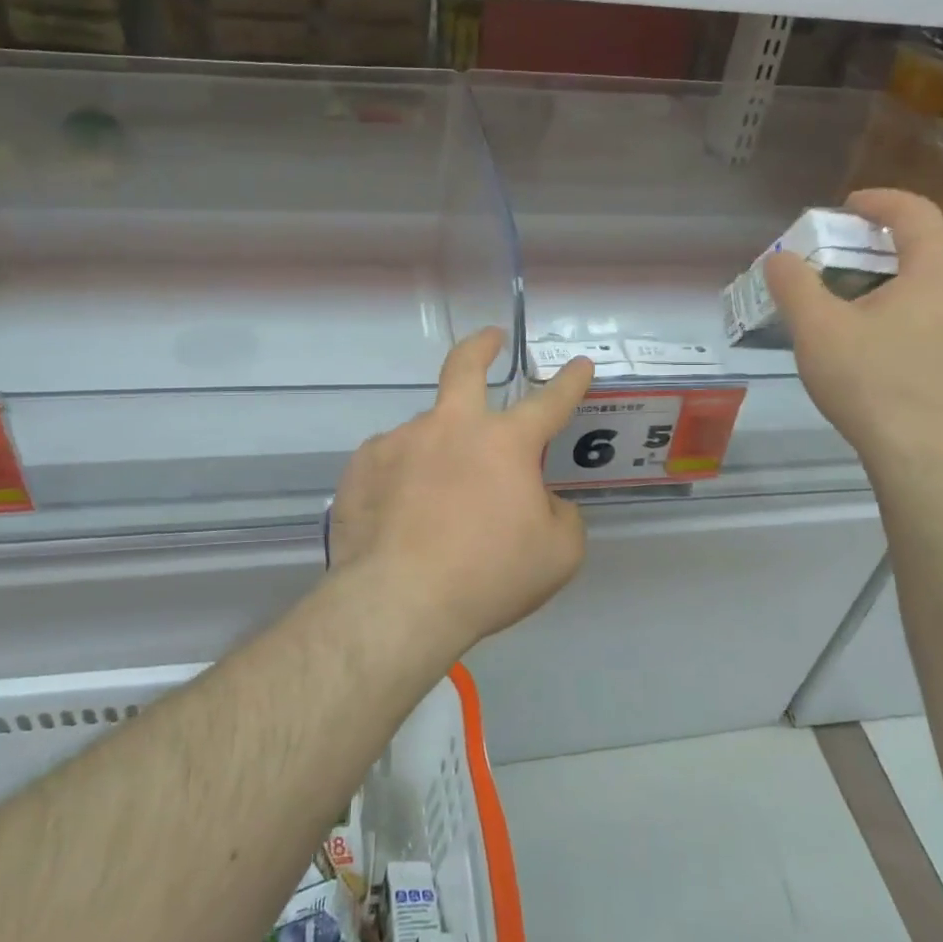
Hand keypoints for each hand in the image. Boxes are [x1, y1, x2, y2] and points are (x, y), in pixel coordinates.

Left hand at [329, 329, 595, 654]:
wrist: (399, 602)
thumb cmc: (488, 576)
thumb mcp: (557, 554)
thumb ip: (560, 516)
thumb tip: (541, 501)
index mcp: (505, 442)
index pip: (549, 401)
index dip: (569, 382)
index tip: (579, 365)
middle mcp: (451, 427)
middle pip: (464, 366)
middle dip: (481, 347)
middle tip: (490, 339)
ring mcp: (400, 441)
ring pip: (426, 432)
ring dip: (438, 451)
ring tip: (436, 502)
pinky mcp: (363, 467)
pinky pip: (391, 463)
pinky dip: (403, 478)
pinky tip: (401, 511)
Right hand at [766, 188, 942, 469]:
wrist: (924, 456)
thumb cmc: (872, 381)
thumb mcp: (818, 328)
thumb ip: (795, 285)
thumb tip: (779, 259)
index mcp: (937, 275)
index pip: (918, 214)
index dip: (880, 201)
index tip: (847, 205)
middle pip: (926, 250)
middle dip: (880, 244)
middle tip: (839, 255)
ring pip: (931, 289)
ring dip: (890, 281)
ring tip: (849, 301)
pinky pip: (935, 320)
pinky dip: (903, 312)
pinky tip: (872, 343)